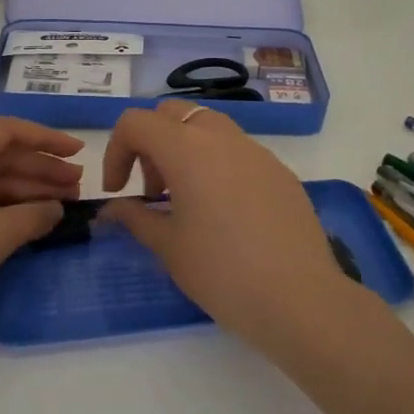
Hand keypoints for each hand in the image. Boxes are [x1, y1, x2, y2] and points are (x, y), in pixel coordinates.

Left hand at [0, 118, 82, 355]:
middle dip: (41, 169)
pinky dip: (9, 215)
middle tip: (79, 186)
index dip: (44, 139)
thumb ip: (30, 218)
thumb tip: (55, 210)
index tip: (79, 152)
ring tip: (65, 206)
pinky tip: (34, 225)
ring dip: (28, 193)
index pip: (3, 133)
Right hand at [100, 101, 350, 346]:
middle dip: (152, 144)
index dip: (116, 152)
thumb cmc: (221, 271)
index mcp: (187, 149)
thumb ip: (135, 217)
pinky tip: (225, 214)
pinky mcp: (281, 172)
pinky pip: (239, 153)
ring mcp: (257, 152)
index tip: (118, 191)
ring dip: (185, 151)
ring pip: (209, 129)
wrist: (299, 298)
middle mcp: (222, 138)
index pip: (136, 123)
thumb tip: (114, 208)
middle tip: (152, 192)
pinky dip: (218, 167)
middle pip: (173, 114)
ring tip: (186, 202)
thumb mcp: (168, 246)